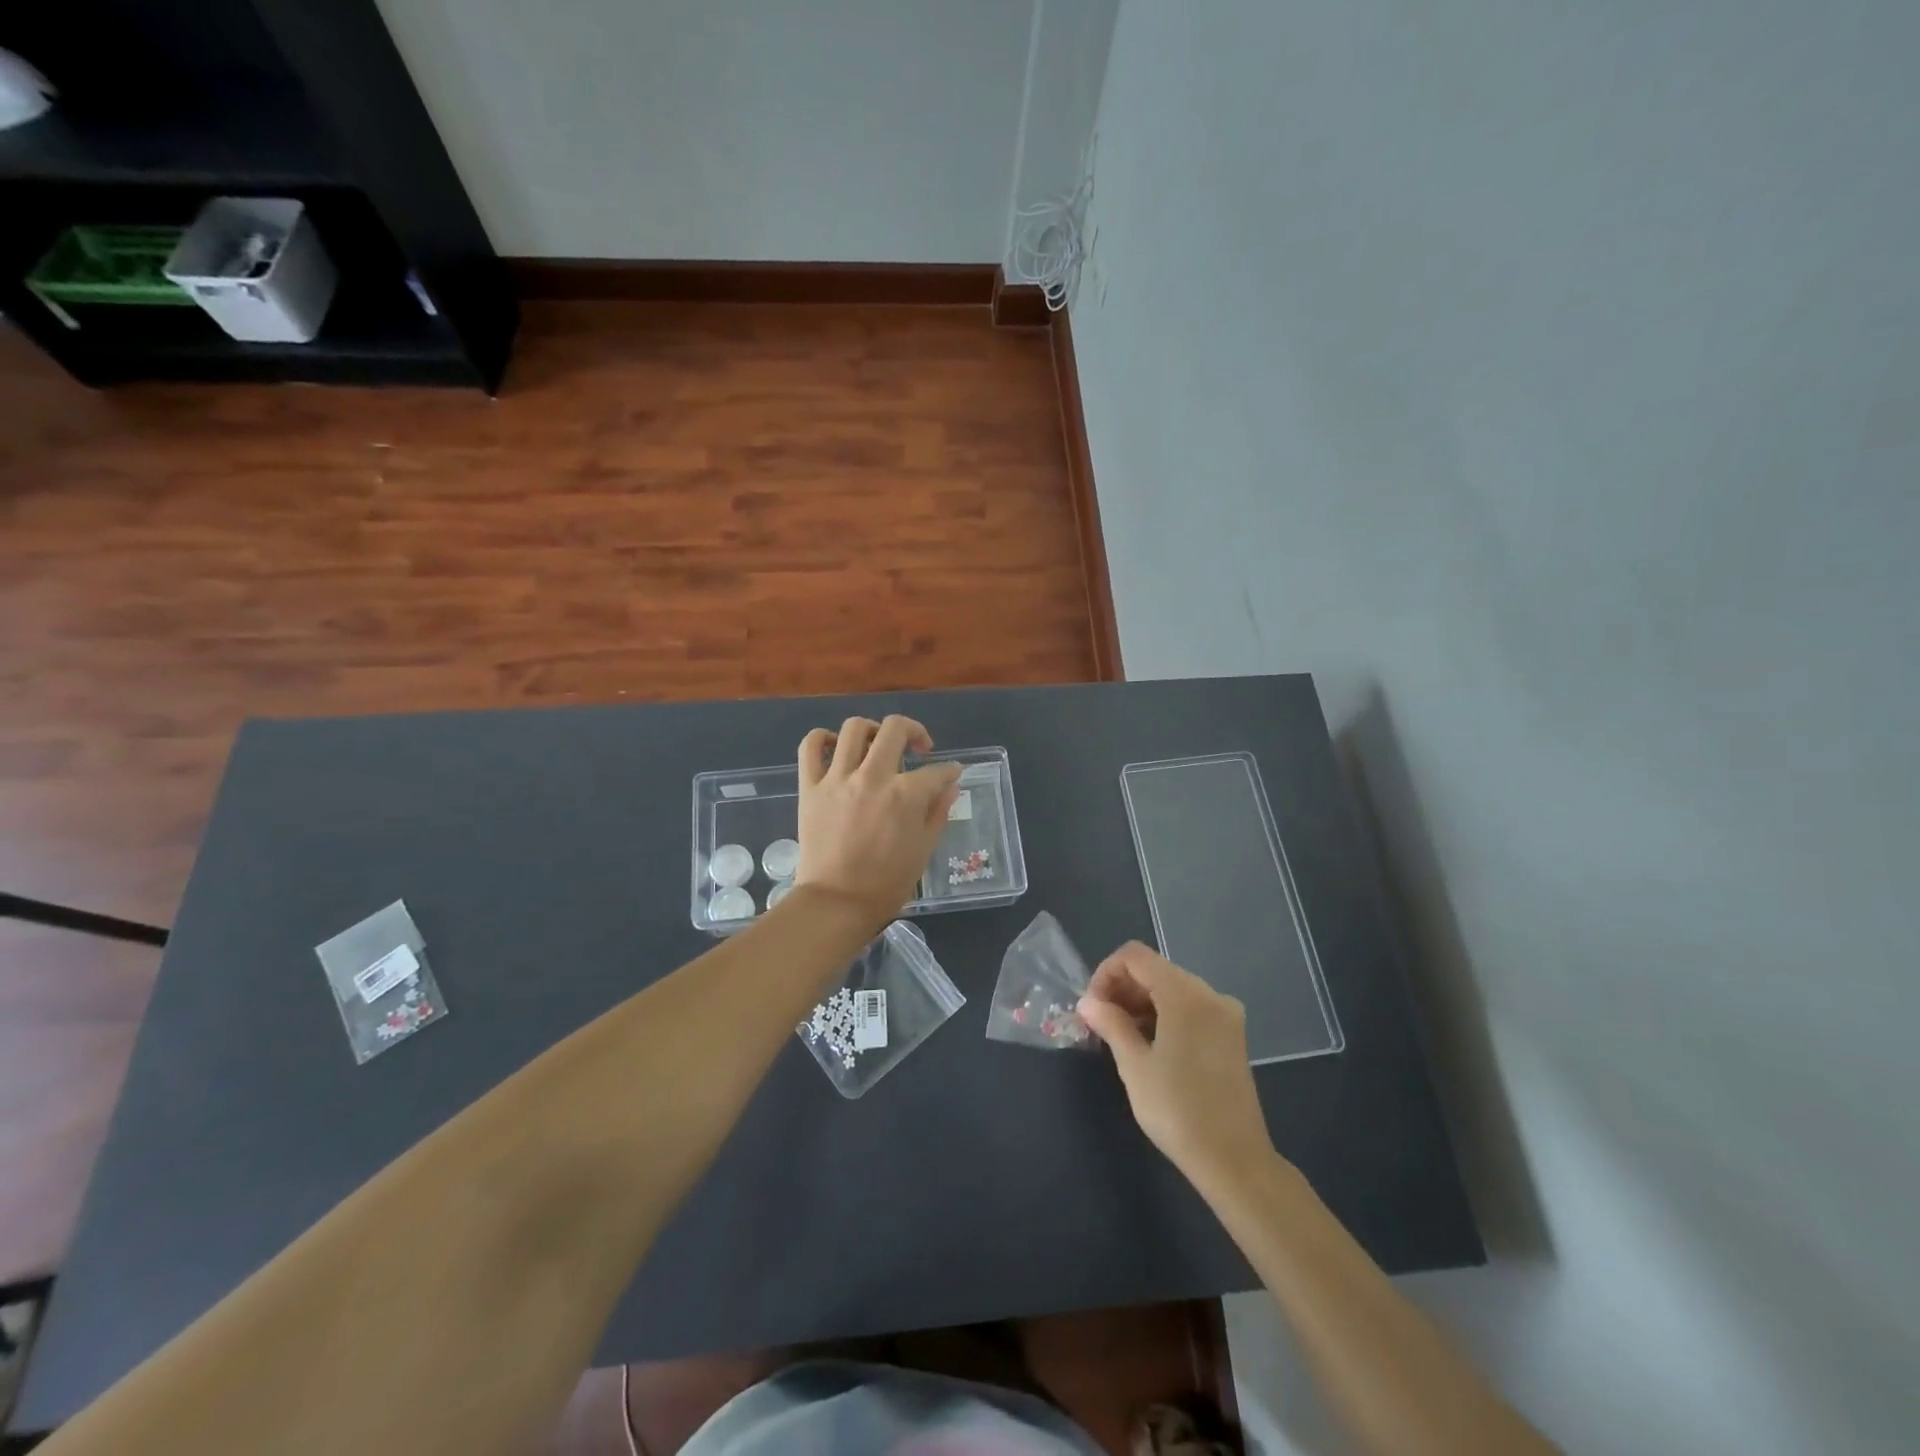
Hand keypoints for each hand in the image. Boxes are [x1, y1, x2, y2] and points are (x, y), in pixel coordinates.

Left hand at [792, 715, 961, 925]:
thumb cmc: (887, 882)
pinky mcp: (810, 787)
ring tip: (877, 744)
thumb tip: (950, 785)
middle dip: (914, 731)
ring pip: (854, 729)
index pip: (936, 770)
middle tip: (918, 747)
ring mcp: (837, 778)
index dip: (949, 770)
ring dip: (872, 730)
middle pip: (895, 729)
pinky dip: (822, 738)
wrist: (836, 903)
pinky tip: (834, 746)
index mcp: (905, 794)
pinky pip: (810, 747)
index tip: (950, 773)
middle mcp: (872, 776)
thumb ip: (938, 811)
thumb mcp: (924, 848)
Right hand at [1078, 943, 1275, 1187]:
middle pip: (1155, 969)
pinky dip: (1164, 1015)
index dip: (1107, 973)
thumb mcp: (1134, 1066)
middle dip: (1122, 988)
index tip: (1092, 1007)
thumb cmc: (1178, 1111)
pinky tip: (1148, 1044)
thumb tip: (1087, 1002)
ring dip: (1141, 1003)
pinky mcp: (1231, 1035)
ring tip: (1120, 1036)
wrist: (1234, 1161)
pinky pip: (1190, 1008)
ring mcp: (1225, 1014)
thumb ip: (1110, 1024)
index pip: (1135, 956)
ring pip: (1172, 988)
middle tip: (1099, 1023)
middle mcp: (1209, 994)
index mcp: (1185, 994)